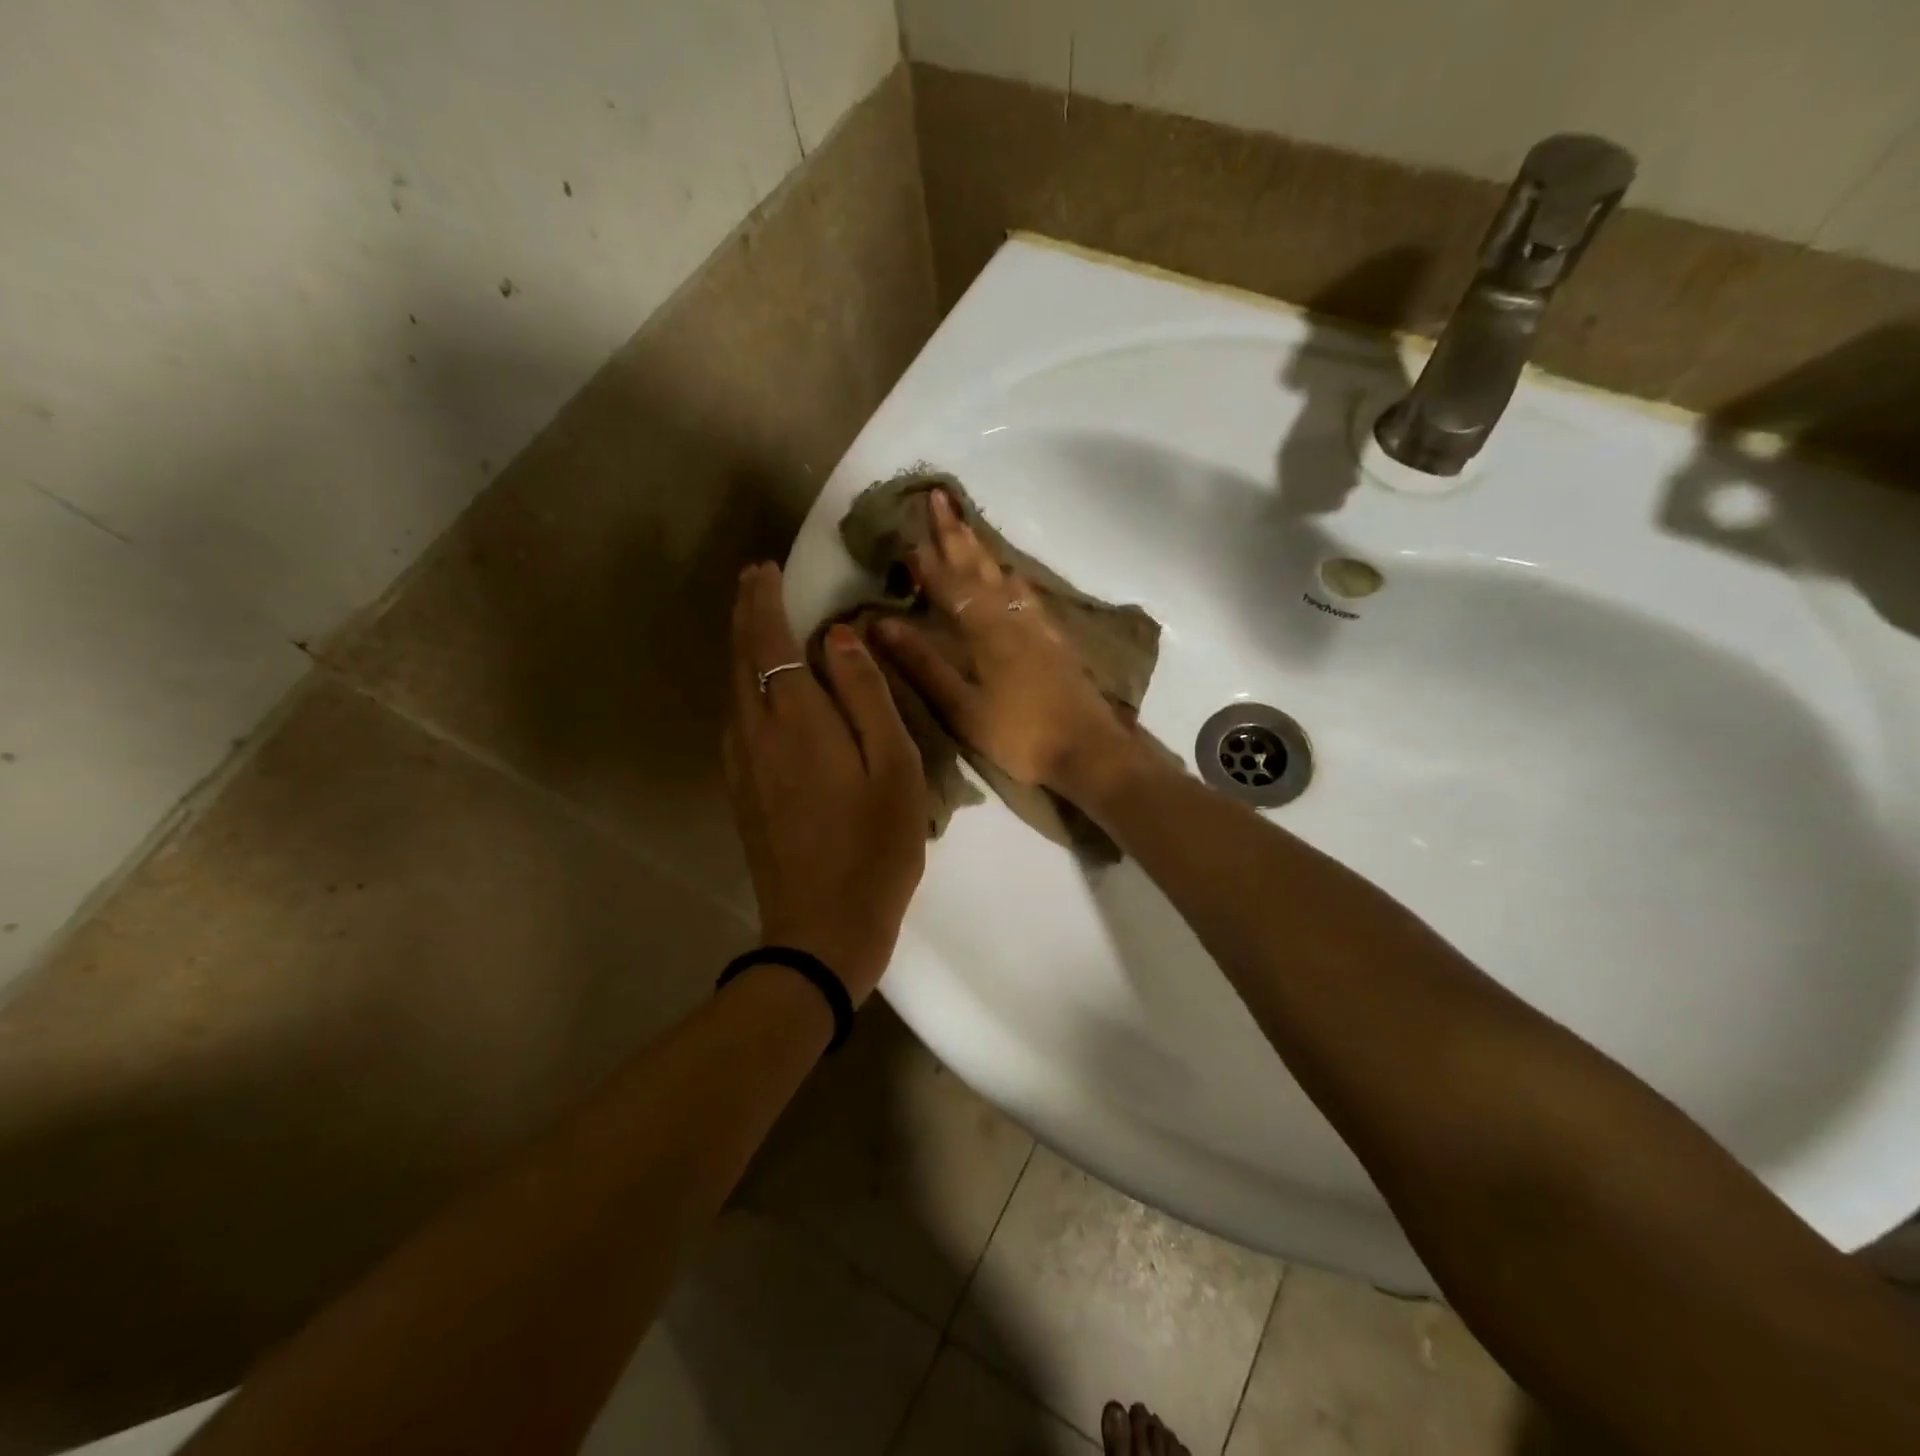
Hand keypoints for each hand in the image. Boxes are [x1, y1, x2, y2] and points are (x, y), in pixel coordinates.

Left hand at [723, 563, 925, 1002]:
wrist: (822, 929)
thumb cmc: (874, 847)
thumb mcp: (893, 767)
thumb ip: (866, 696)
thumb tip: (840, 638)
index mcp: (795, 719)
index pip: (768, 640)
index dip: (763, 600)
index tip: (764, 568)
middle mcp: (754, 732)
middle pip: (739, 657)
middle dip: (744, 613)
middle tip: (755, 580)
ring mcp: (741, 764)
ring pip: (733, 688)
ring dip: (741, 647)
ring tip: (758, 621)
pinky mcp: (741, 790)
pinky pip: (736, 718)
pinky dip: (744, 684)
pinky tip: (761, 688)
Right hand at [874, 491, 1139, 795]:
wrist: (1089, 749)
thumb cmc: (1019, 735)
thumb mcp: (962, 707)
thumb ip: (923, 664)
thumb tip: (881, 624)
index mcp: (984, 630)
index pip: (948, 584)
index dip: (925, 557)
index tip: (906, 526)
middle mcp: (1011, 617)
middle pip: (978, 567)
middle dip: (956, 533)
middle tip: (940, 497)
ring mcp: (1037, 626)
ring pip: (1003, 575)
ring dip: (981, 549)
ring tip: (968, 528)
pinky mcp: (1055, 640)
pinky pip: (1026, 594)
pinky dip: (1010, 577)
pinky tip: (1011, 577)